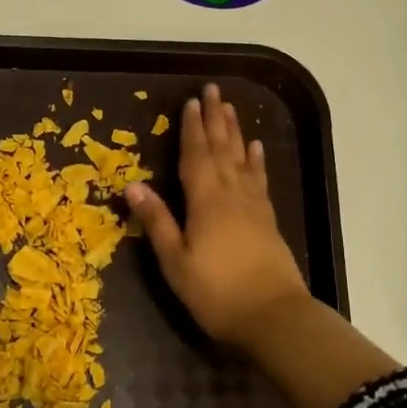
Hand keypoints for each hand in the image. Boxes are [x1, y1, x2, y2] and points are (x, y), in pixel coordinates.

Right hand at [124, 83, 311, 351]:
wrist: (273, 316)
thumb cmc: (216, 292)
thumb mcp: (176, 261)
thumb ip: (157, 221)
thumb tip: (133, 185)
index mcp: (205, 202)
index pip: (196, 156)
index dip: (192, 129)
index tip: (190, 102)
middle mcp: (231, 195)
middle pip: (222, 149)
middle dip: (215, 119)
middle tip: (213, 91)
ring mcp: (253, 206)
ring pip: (242, 159)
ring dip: (235, 132)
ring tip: (231, 109)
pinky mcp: (267, 220)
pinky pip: (259, 180)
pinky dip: (256, 161)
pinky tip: (255, 149)